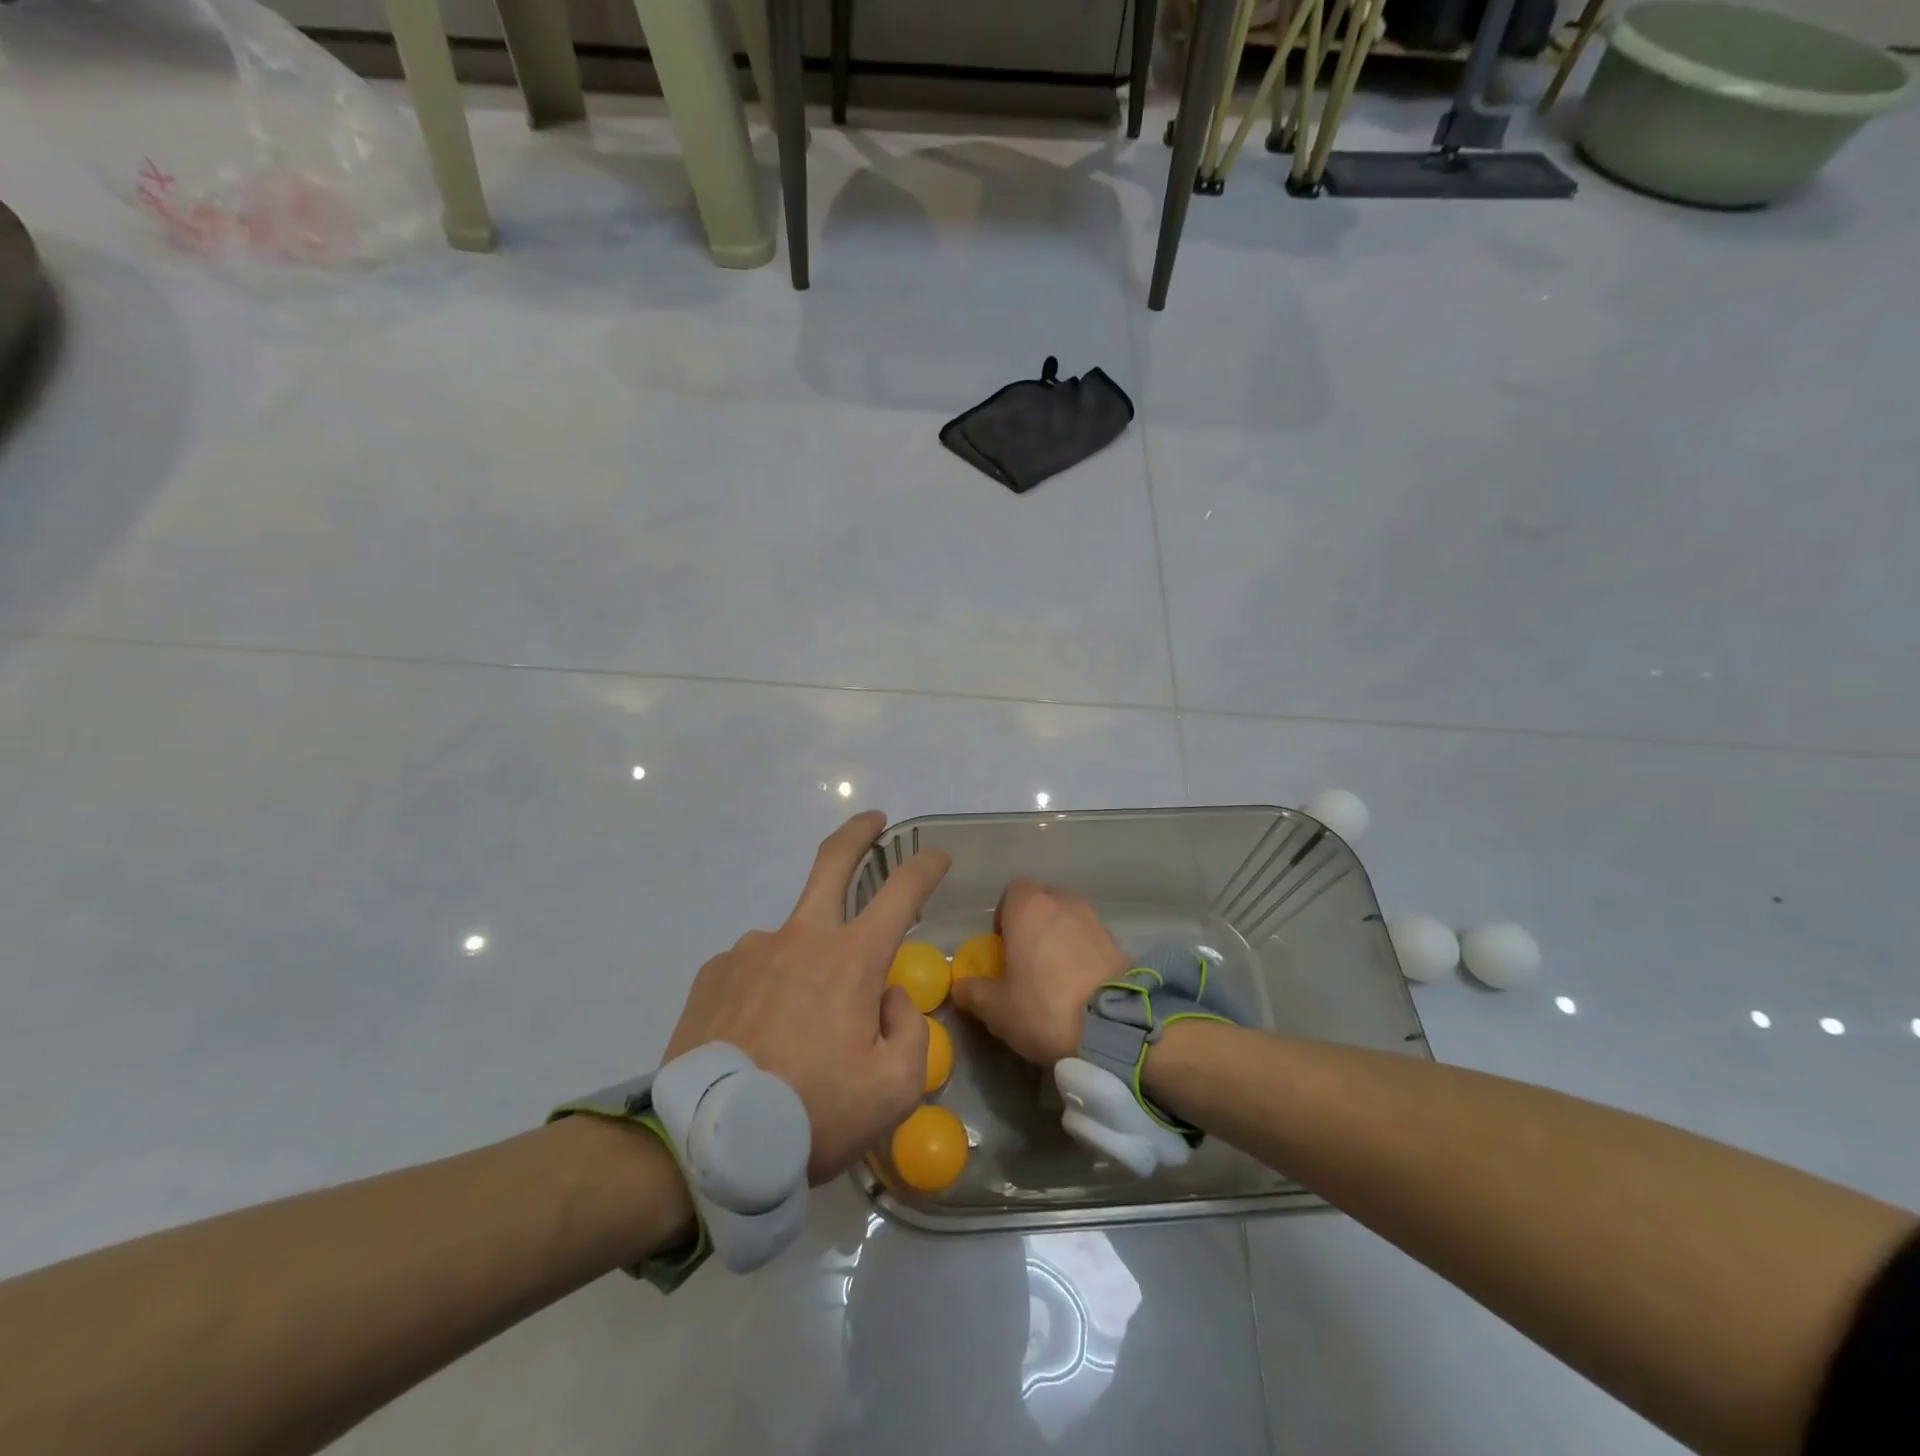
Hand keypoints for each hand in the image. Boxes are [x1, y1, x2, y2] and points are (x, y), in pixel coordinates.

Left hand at [664, 811, 949, 1183]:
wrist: (707, 1145)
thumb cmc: (813, 1114)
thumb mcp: (893, 1090)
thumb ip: (909, 1031)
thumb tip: (887, 996)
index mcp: (852, 959)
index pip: (901, 892)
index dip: (925, 867)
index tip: (938, 856)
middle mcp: (801, 937)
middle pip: (832, 862)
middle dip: (859, 834)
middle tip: (873, 821)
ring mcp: (752, 949)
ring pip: (794, 939)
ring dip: (808, 964)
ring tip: (797, 1032)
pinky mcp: (714, 972)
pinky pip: (756, 968)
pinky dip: (769, 987)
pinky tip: (759, 1034)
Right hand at [950, 879, 1129, 1065]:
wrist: (1113, 1027)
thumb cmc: (1044, 1007)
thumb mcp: (996, 1009)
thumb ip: (973, 992)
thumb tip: (960, 985)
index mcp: (1029, 908)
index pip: (1013, 891)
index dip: (1005, 915)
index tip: (1003, 946)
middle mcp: (1063, 902)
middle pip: (1042, 901)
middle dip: (1033, 923)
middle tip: (1027, 959)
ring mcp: (1094, 918)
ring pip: (1068, 917)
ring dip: (1059, 936)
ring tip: (1055, 973)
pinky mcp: (1117, 940)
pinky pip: (1090, 937)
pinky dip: (1082, 951)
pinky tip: (1079, 983)